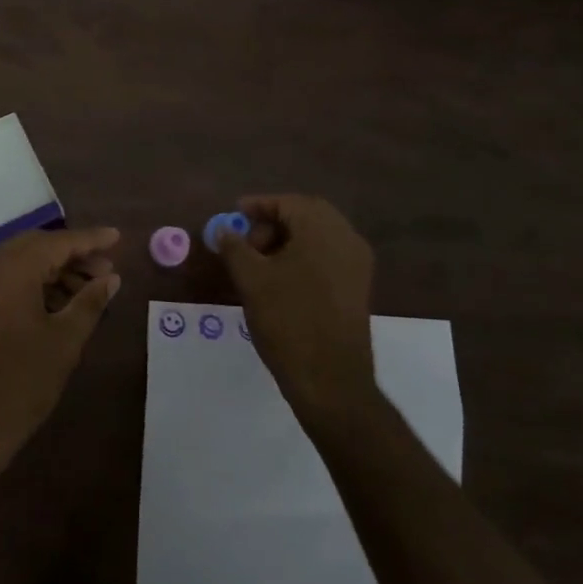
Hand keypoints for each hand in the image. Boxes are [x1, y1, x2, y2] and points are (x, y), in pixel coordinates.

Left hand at [0, 226, 121, 475]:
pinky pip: (5, 279)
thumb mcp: (65, 340)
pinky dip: (33, 284)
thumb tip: (111, 279)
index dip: (90, 240)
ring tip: (89, 291)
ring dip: (54, 271)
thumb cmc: (21, 381)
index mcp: (11, 268)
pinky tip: (59, 304)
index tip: (117, 237)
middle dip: (72, 255)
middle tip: (106, 270)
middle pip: (37, 247)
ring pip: (20, 263)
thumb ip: (90, 302)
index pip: (58, 242)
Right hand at [216, 195, 377, 429]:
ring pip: (318, 237)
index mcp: (323, 229)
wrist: (330, 380)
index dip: (258, 205)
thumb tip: (224, 230)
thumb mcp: (251, 280)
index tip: (234, 214)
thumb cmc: (288, 321)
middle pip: (307, 215)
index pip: (289, 203)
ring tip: (259, 264)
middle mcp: (347, 239)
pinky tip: (281, 280)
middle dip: (273, 222)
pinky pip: (328, 257)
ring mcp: (357, 265)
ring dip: (288, 240)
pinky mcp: (358, 288)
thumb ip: (234, 247)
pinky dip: (304, 257)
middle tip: (247, 241)